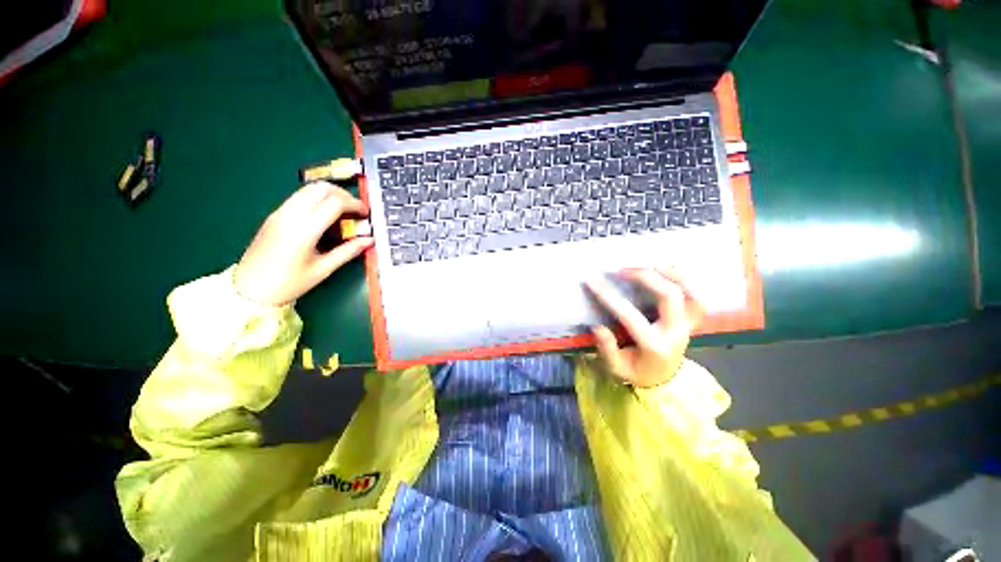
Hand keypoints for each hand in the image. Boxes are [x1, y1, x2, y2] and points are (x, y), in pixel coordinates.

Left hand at [233, 182, 372, 306]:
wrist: (249, 289)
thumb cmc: (289, 283)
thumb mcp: (323, 269)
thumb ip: (348, 251)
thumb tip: (369, 240)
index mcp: (304, 230)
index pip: (334, 203)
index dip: (355, 204)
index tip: (365, 214)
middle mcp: (290, 215)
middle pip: (321, 189)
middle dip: (344, 195)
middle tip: (355, 210)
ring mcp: (280, 213)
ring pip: (308, 189)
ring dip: (330, 194)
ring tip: (343, 211)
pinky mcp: (275, 215)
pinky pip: (299, 197)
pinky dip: (317, 199)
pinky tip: (325, 215)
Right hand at [586, 270, 704, 387]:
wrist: (665, 379)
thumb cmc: (638, 373)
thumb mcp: (618, 369)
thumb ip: (607, 349)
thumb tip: (597, 326)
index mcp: (654, 345)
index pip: (630, 316)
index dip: (609, 296)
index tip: (592, 281)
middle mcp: (676, 331)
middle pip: (669, 295)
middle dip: (645, 276)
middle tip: (621, 270)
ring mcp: (688, 324)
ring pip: (690, 291)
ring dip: (669, 272)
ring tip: (646, 263)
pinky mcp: (692, 319)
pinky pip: (696, 294)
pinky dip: (683, 278)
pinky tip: (664, 269)